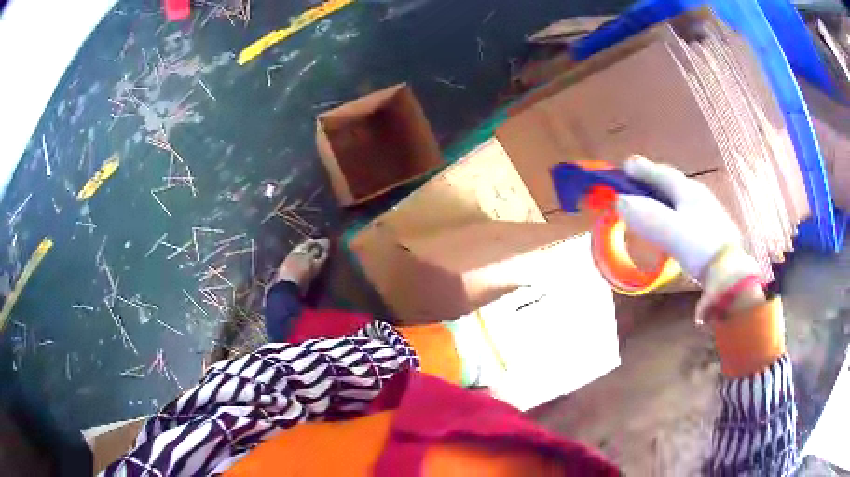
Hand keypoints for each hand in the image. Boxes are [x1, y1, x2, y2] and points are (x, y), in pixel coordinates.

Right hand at [615, 155, 746, 280]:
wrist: (729, 272)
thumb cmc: (699, 246)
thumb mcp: (669, 231)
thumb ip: (645, 215)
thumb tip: (619, 200)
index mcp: (688, 190)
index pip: (662, 174)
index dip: (643, 169)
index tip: (626, 166)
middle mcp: (699, 195)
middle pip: (673, 183)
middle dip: (655, 180)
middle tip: (639, 182)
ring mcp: (709, 212)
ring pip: (682, 198)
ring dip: (666, 197)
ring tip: (655, 203)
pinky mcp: (713, 230)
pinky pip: (689, 213)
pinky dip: (676, 213)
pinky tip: (676, 224)